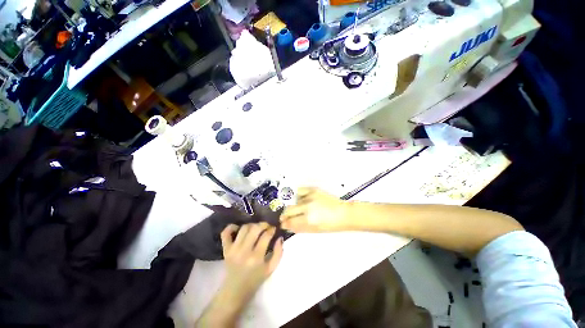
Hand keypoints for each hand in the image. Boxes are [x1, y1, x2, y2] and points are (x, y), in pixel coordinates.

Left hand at [219, 223, 283, 306]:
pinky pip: (226, 233)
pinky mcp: (225, 249)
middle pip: (255, 228)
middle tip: (266, 226)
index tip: (274, 228)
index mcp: (257, 257)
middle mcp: (244, 251)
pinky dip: (231, 227)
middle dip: (263, 224)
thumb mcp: (271, 269)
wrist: (235, 291)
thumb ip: (278, 253)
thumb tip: (280, 237)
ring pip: (244, 228)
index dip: (272, 229)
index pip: (266, 236)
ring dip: (252, 225)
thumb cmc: (255, 280)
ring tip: (255, 228)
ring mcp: (233, 249)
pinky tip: (238, 228)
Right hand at [280, 187, 352, 232]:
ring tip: (300, 209)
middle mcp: (307, 207)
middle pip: (288, 210)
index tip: (282, 223)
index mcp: (308, 219)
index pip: (290, 221)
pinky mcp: (313, 190)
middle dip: (285, 215)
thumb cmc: (331, 225)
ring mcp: (310, 197)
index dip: (284, 223)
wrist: (344, 213)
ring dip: (294, 206)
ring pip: (294, 201)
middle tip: (286, 217)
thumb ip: (299, 228)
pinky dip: (299, 196)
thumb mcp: (315, 230)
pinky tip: (302, 199)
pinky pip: (300, 191)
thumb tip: (288, 226)